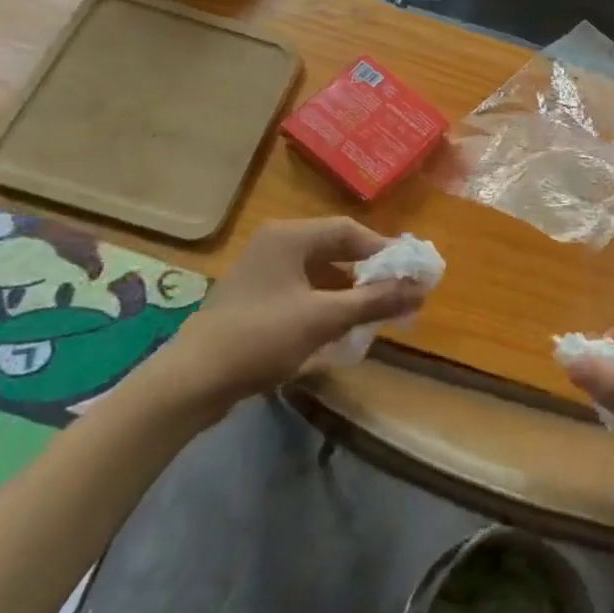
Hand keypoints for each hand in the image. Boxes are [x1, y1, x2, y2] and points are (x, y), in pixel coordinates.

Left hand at [148, 218, 425, 413]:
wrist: (191, 381)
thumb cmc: (261, 338)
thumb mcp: (324, 318)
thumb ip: (375, 301)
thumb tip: (422, 290)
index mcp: (290, 237)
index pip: (350, 231)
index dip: (385, 251)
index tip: (412, 272)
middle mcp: (277, 244)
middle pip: (336, 249)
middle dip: (370, 272)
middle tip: (400, 292)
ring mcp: (264, 271)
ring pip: (321, 271)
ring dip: (351, 290)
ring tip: (379, 311)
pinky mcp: (258, 297)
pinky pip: (304, 289)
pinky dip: (329, 303)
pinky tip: (344, 326)